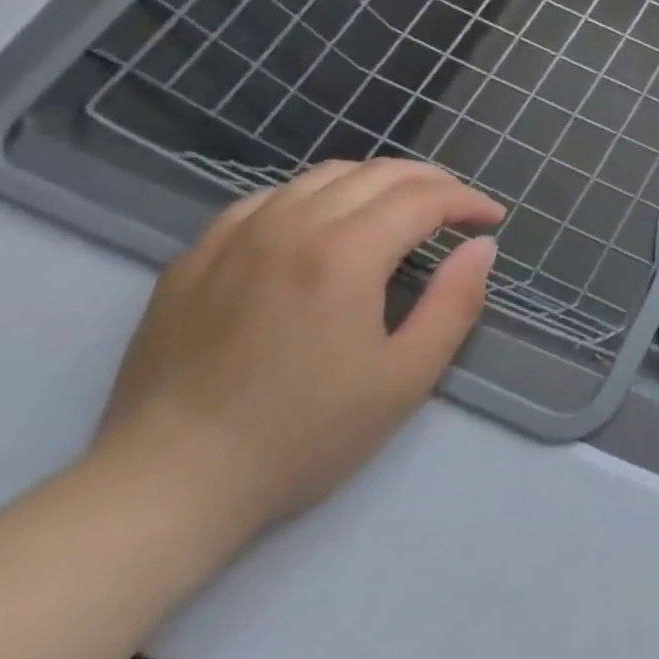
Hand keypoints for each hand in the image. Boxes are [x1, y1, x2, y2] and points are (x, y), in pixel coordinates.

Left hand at [93, 159, 504, 537]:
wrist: (167, 485)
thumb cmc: (303, 434)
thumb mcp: (407, 377)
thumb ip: (456, 302)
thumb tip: (480, 246)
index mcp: (345, 254)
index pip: (425, 198)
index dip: (468, 201)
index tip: (492, 220)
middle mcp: (290, 226)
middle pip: (380, 173)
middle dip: (433, 183)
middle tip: (459, 210)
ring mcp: (235, 236)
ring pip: (325, 175)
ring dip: (379, 182)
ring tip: (402, 210)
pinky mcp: (195, 257)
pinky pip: (269, 197)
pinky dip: (316, 195)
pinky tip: (325, 224)